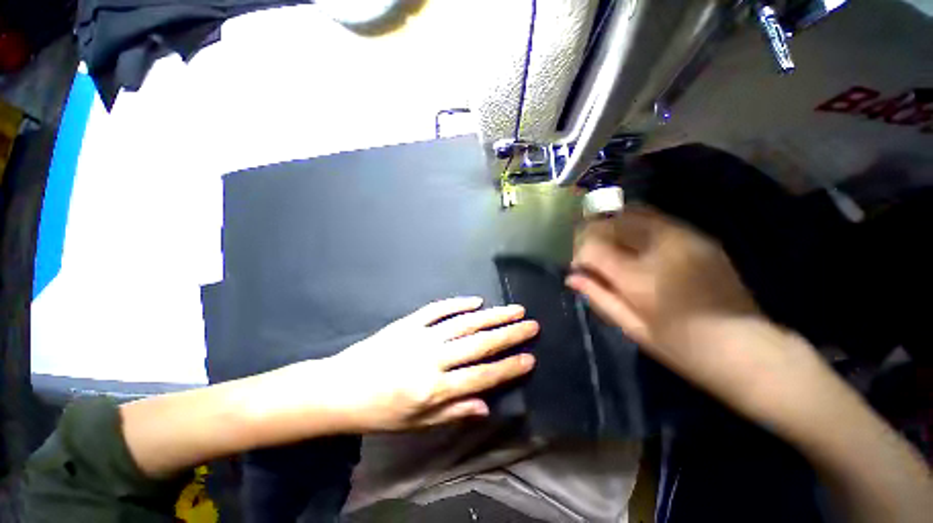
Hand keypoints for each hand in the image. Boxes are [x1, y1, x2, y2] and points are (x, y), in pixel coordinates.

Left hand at [303, 297, 537, 431]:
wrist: (340, 388)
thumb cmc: (380, 412)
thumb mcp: (416, 424)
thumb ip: (453, 411)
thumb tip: (486, 404)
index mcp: (434, 389)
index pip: (481, 376)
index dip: (508, 367)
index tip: (530, 357)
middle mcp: (432, 359)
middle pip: (478, 344)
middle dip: (509, 334)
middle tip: (531, 324)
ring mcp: (421, 336)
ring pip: (464, 323)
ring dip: (491, 315)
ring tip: (513, 310)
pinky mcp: (409, 322)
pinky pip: (438, 309)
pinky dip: (458, 303)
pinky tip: (476, 300)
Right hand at [566, 208, 782, 408]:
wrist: (749, 349)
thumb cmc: (684, 348)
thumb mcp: (633, 328)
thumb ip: (599, 297)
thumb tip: (571, 277)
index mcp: (640, 277)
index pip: (593, 248)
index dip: (579, 255)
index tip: (578, 267)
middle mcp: (660, 249)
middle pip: (612, 222)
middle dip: (592, 232)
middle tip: (589, 251)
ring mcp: (684, 238)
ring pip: (634, 212)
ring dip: (613, 223)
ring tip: (608, 242)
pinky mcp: (699, 236)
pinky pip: (656, 217)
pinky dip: (635, 222)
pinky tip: (633, 241)